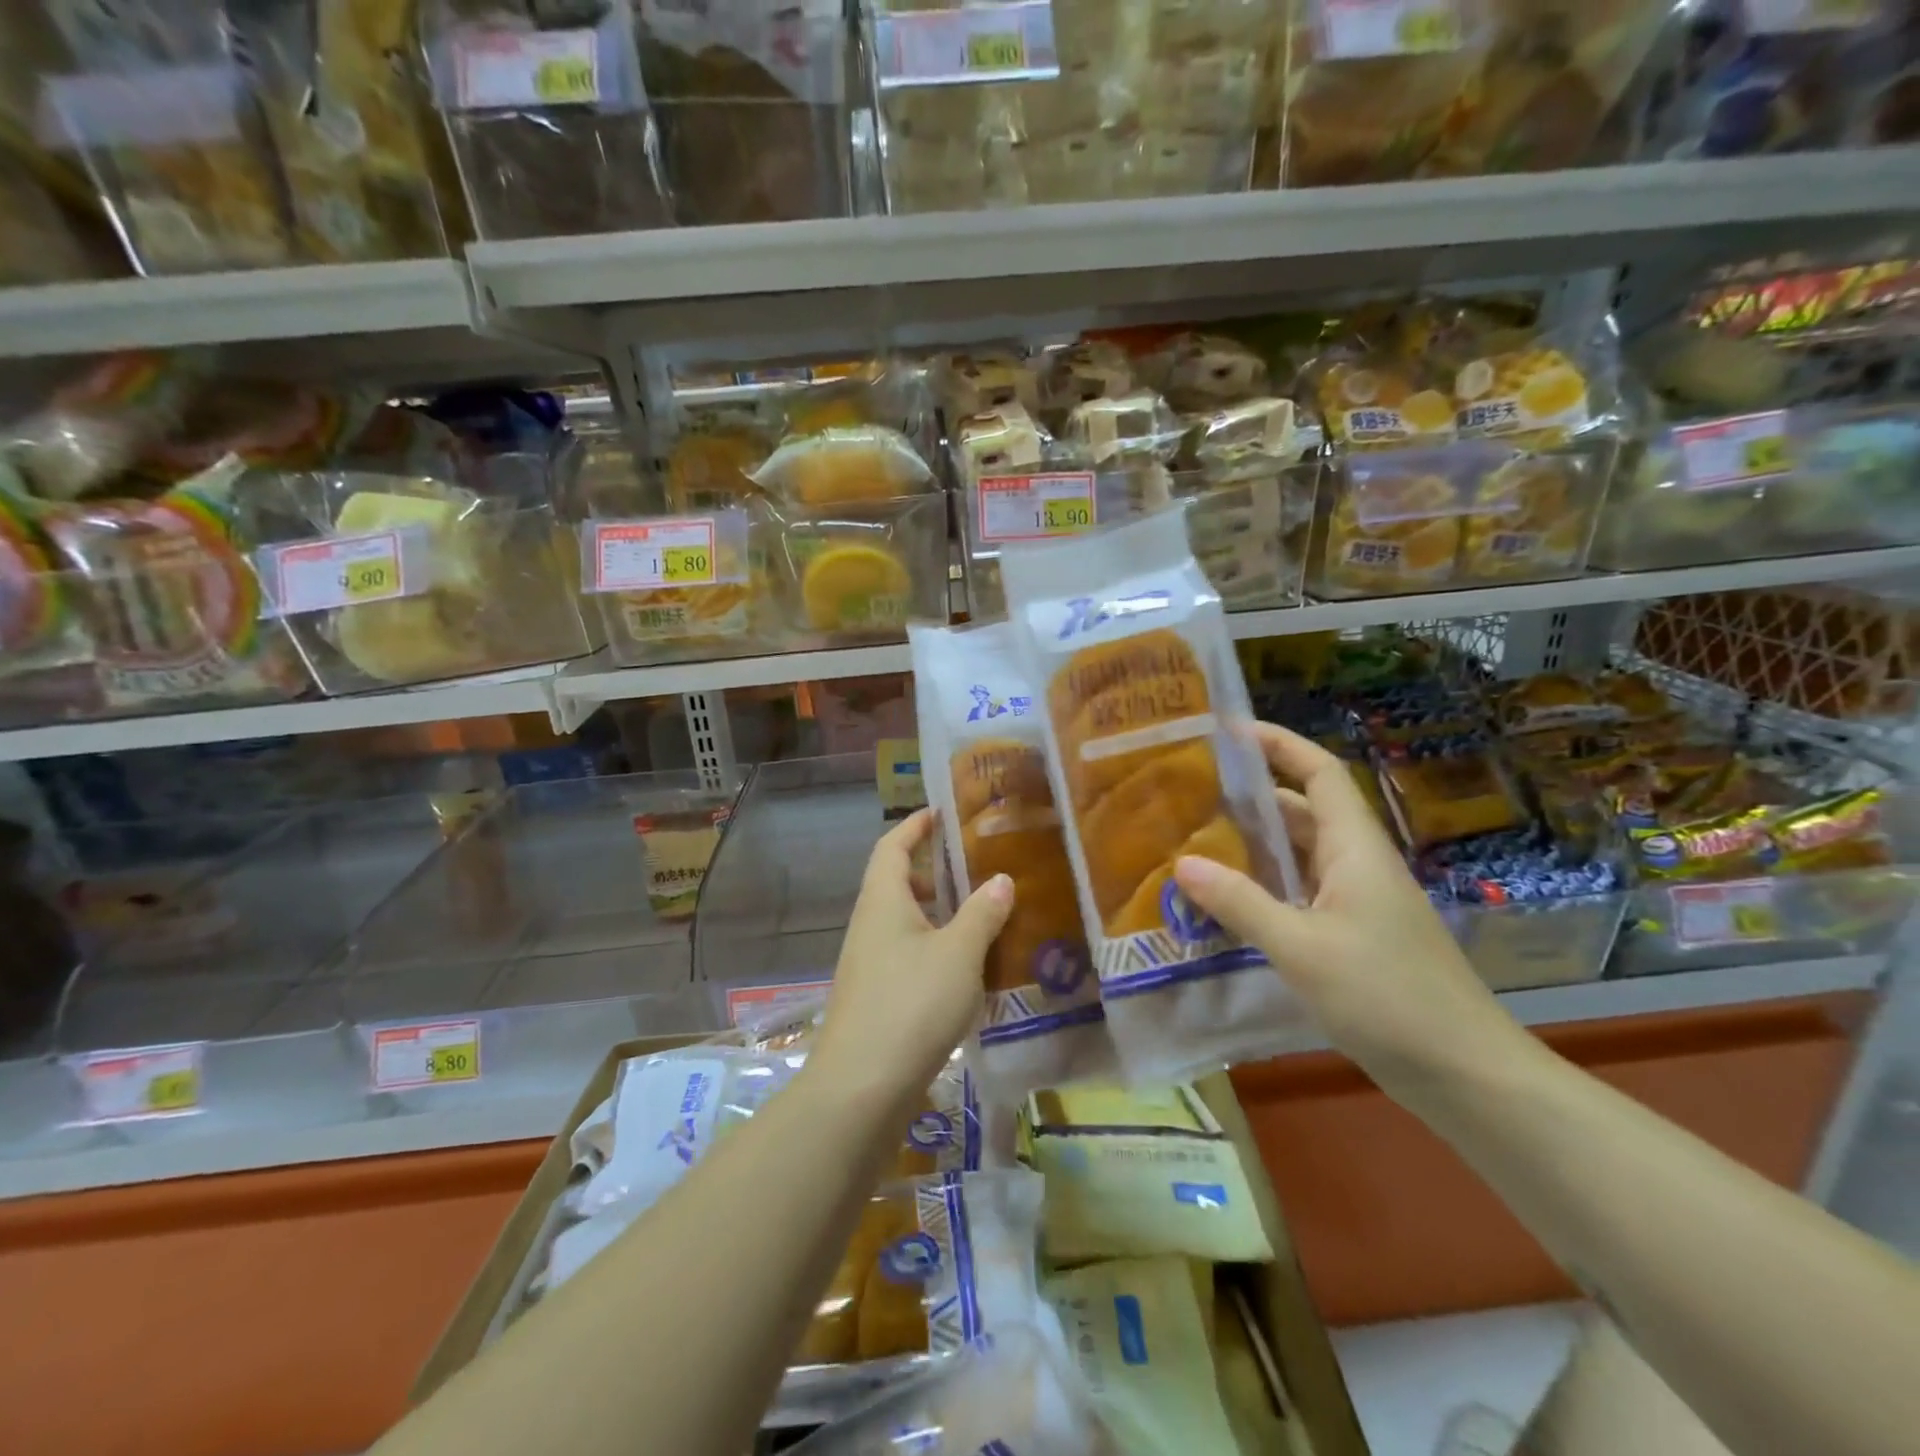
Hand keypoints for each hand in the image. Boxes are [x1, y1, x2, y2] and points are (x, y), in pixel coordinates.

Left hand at [813, 809, 1014, 1104]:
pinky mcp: (875, 997)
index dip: (915, 825)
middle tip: (974, 867)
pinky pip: (907, 954)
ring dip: (937, 913)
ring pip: (904, 922)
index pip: (892, 845)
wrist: (860, 1088)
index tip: (941, 812)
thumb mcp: (959, 953)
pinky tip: (966, 968)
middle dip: (932, 871)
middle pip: (896, 882)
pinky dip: (934, 947)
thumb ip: (981, 913)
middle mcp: (869, 924)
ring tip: (980, 914)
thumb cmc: (911, 1004)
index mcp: (882, 900)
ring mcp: (869, 963)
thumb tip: (1000, 879)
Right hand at [1174, 723, 1531, 1100]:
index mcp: (1355, 849)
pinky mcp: (1352, 937)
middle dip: (1248, 795)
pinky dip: (1262, 888)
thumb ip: (1241, 903)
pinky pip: (1299, 894)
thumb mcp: (1302, 948)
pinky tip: (1225, 902)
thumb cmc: (1387, 997)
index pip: (1319, 772)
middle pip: (1301, 810)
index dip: (1279, 743)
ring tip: (1191, 840)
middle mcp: (1356, 864)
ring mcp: (1356, 902)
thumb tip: (1182, 863)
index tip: (1227, 731)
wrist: (1466, 1075)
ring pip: (1298, 856)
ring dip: (1251, 845)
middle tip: (1188, 793)